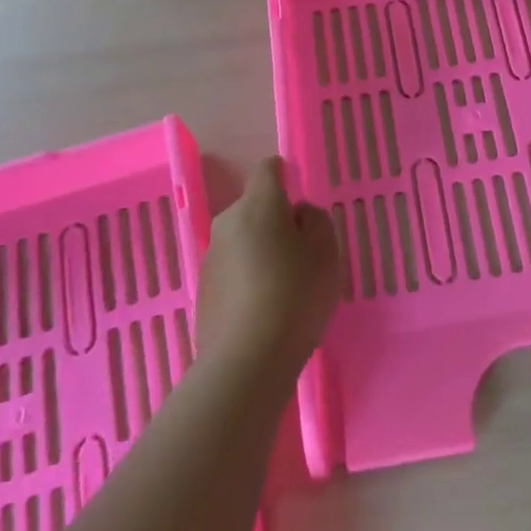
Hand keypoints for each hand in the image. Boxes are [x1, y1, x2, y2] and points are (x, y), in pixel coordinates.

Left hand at [198, 157, 341, 376]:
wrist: (247, 361)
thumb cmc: (295, 295)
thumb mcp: (326, 252)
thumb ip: (315, 221)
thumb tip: (297, 213)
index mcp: (258, 204)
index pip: (269, 169)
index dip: (286, 177)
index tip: (303, 203)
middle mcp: (228, 222)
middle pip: (255, 208)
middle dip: (277, 221)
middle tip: (303, 253)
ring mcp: (211, 258)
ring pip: (243, 240)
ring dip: (262, 252)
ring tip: (286, 287)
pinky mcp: (204, 291)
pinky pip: (233, 271)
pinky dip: (248, 279)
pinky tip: (265, 310)